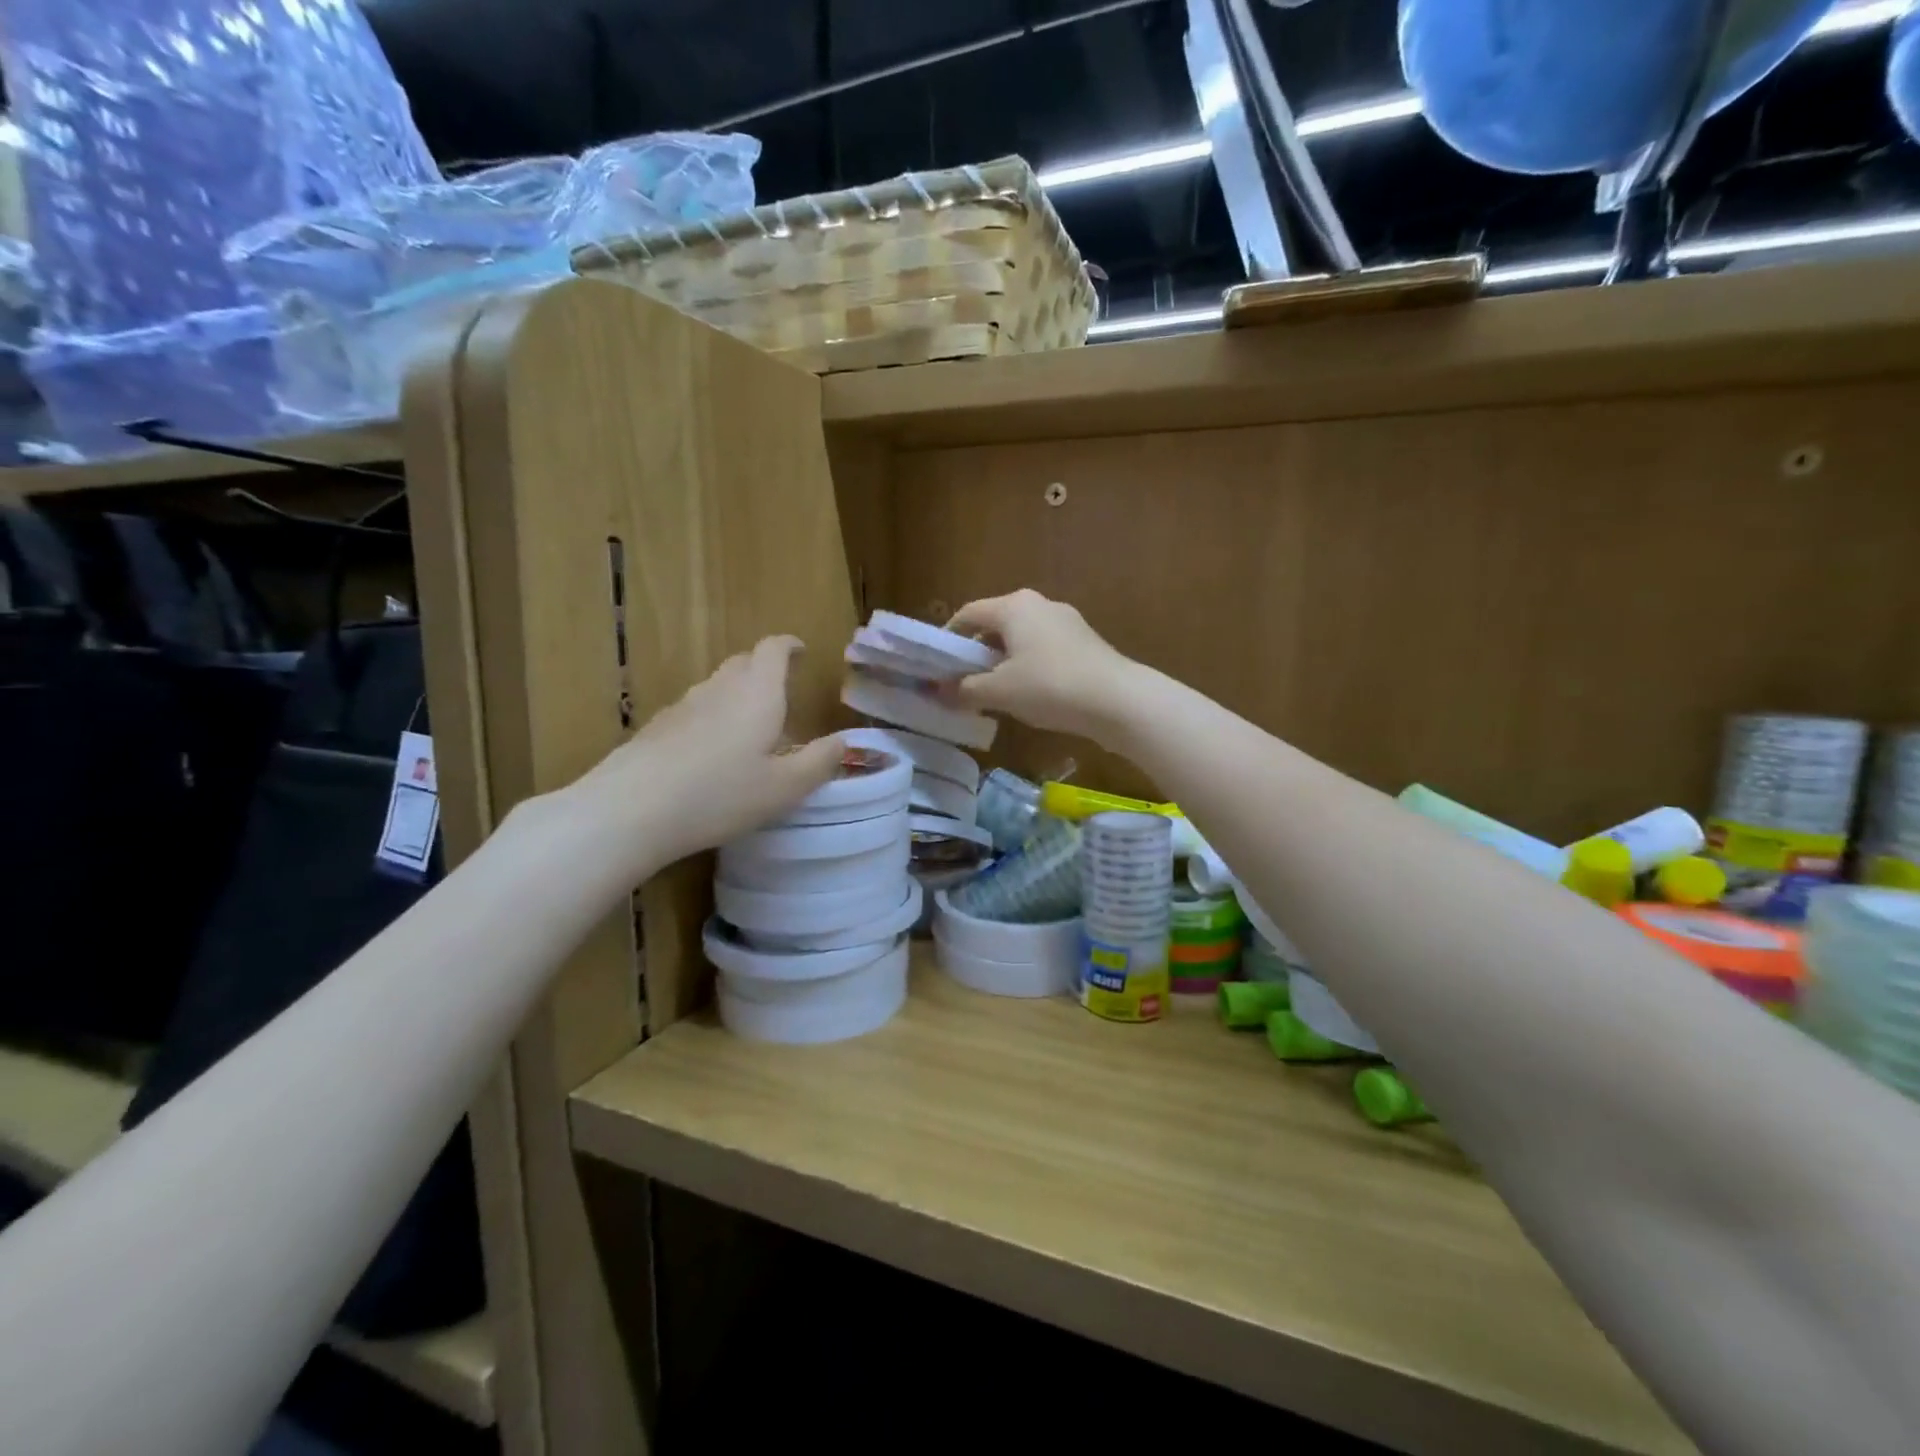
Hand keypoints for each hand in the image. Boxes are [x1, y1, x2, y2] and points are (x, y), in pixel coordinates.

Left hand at [562, 637, 842, 877]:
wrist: (631, 809)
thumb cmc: (721, 794)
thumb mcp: (785, 788)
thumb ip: (820, 762)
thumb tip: (844, 742)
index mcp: (757, 694)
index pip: (773, 649)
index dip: (789, 646)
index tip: (801, 652)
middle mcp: (720, 689)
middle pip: (744, 662)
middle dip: (765, 668)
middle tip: (782, 693)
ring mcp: (684, 705)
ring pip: (718, 686)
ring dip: (738, 695)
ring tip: (750, 728)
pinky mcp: (658, 727)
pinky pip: (696, 710)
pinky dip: (712, 718)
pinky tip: (711, 754)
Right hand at [944, 589, 1141, 741]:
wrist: (1118, 700)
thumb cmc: (1049, 686)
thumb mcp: (999, 692)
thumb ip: (964, 689)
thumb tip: (937, 691)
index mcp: (1014, 606)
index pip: (969, 613)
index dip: (949, 637)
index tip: (937, 663)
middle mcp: (1040, 604)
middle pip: (996, 624)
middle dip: (977, 652)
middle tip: (963, 681)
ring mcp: (1066, 622)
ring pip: (1021, 638)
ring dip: (1003, 661)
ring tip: (994, 692)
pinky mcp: (1085, 642)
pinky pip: (1044, 649)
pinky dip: (1028, 666)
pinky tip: (1029, 695)